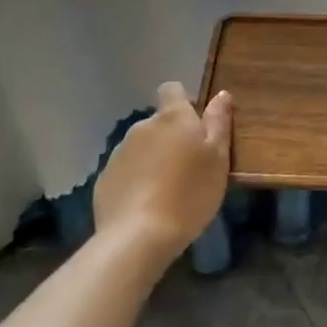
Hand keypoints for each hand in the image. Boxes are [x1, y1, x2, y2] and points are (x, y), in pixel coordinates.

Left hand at [94, 81, 232, 267]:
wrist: (138, 237)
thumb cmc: (190, 193)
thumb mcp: (218, 158)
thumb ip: (219, 122)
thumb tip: (221, 94)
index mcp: (172, 117)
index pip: (172, 89)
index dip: (184, 101)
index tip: (196, 126)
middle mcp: (142, 127)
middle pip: (159, 123)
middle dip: (171, 138)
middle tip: (189, 168)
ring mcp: (119, 153)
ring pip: (142, 148)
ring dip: (153, 160)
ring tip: (167, 192)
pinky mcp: (104, 180)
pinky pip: (126, 172)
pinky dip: (136, 182)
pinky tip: (146, 207)